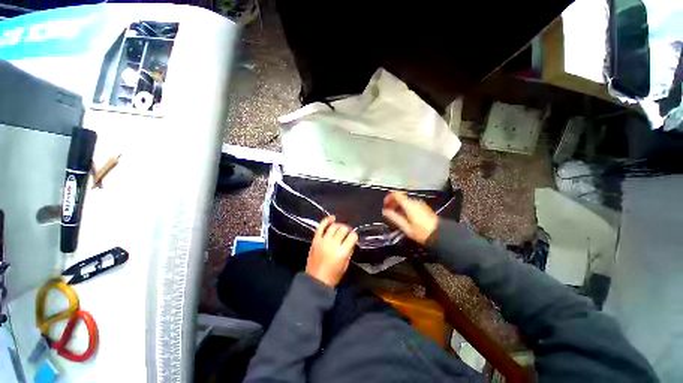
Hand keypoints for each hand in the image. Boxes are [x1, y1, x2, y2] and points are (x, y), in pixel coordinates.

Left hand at [306, 216, 357, 287]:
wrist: (316, 280)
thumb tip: (351, 241)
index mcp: (342, 252)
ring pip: (334, 226)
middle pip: (343, 229)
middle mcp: (333, 244)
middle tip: (348, 232)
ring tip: (341, 227)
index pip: (352, 237)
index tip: (353, 237)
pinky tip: (332, 218)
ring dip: (339, 225)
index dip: (354, 236)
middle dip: (348, 229)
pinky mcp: (316, 240)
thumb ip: (349, 251)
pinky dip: (326, 221)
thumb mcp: (345, 265)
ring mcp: (323, 241)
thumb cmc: (333, 275)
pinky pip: (321, 227)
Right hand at [382, 192, 438, 244]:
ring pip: (406, 201)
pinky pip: (411, 204)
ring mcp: (420, 204)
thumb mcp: (405, 227)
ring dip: (399, 205)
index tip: (385, 205)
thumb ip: (394, 217)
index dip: (388, 198)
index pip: (396, 194)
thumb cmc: (422, 232)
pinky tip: (405, 216)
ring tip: (396, 215)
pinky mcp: (423, 207)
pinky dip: (405, 207)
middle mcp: (415, 201)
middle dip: (393, 203)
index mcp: (409, 205)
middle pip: (400, 197)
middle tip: (389, 211)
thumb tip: (385, 211)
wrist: (439, 235)